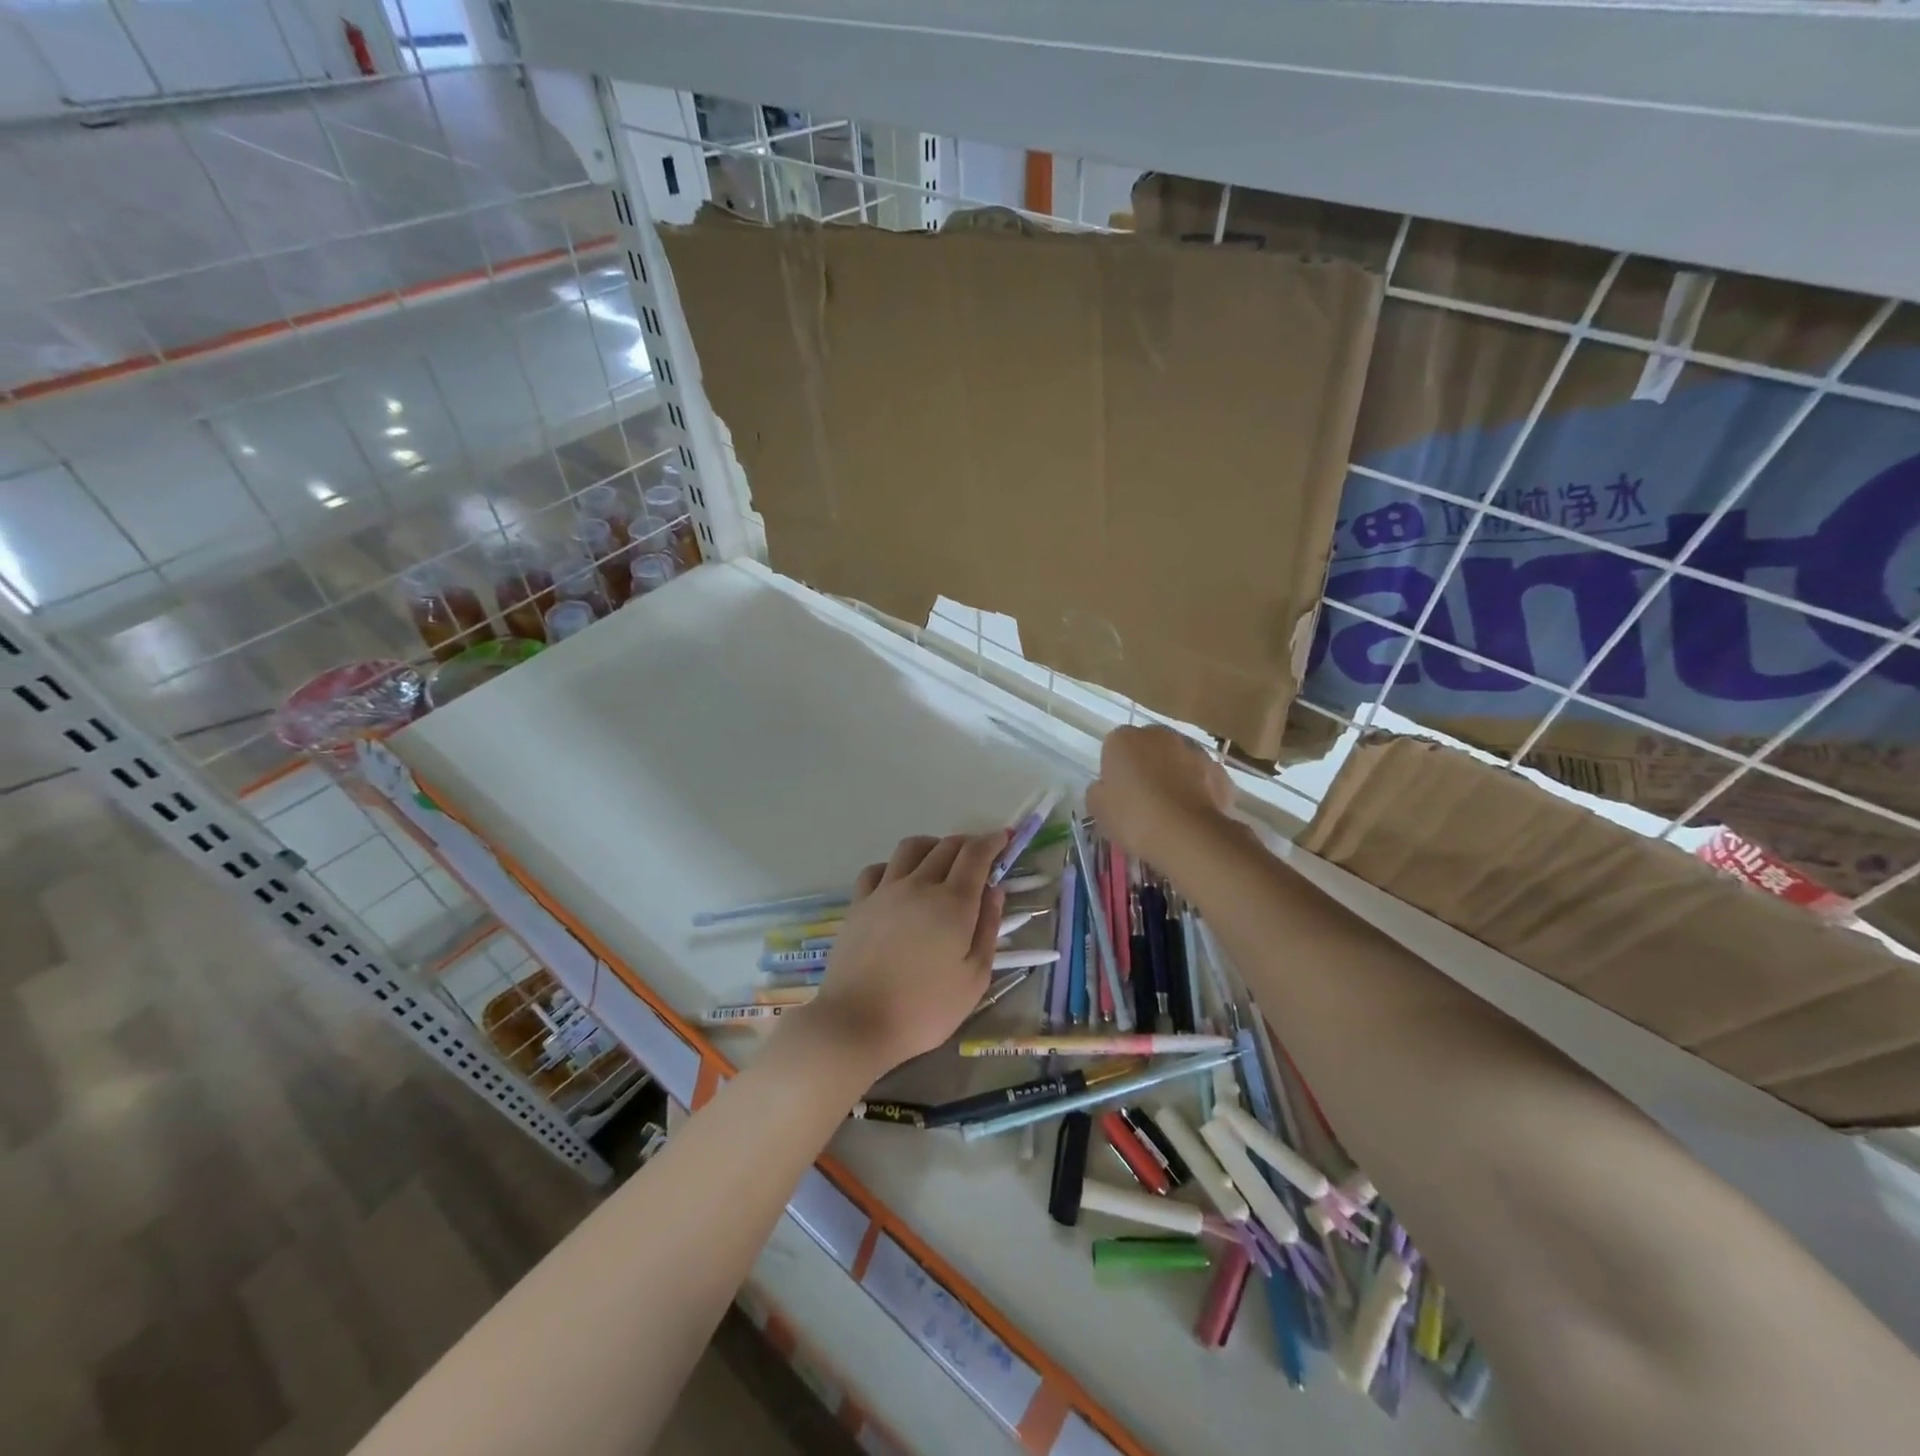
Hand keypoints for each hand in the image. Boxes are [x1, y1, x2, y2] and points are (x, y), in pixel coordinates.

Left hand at [790, 832, 1008, 1078]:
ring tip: (941, 862)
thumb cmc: (925, 1009)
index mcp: (953, 903)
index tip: (1005, 838)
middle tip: (980, 856)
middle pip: (946, 846)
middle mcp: (919, 885)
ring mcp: (885, 891)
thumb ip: (988, 929)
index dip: (993, 841)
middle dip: (968, 844)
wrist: (856, 1022)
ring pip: (911, 848)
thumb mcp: (974, 978)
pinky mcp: (859, 903)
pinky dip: (895, 866)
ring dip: (933, 846)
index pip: (975, 854)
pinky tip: (900, 881)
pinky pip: (878, 868)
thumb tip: (994, 891)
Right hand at [1086, 725, 1232, 863]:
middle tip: (1142, 799)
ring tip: (1169, 809)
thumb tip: (1105, 788)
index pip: (1113, 748)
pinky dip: (1197, 789)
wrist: (1187, 835)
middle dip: (1145, 766)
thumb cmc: (1133, 817)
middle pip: (1147, 748)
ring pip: (1177, 760)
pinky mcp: (1218, 770)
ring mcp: (1193, 749)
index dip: (1114, 771)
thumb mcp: (1098, 809)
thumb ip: (1098, 791)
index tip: (1117, 794)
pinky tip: (1190, 814)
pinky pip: (1201, 777)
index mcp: (1124, 738)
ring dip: (1173, 775)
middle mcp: (1159, 734)